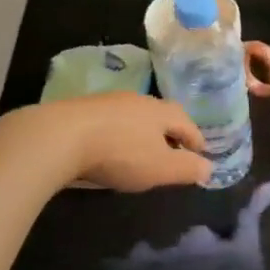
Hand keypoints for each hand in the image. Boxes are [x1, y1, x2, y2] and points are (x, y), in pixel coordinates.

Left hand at [34, 93, 213, 190]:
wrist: (60, 136)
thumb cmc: (120, 153)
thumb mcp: (160, 168)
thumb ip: (187, 168)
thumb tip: (208, 167)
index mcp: (161, 111)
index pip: (187, 123)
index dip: (196, 140)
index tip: (201, 154)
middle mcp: (138, 100)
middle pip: (161, 115)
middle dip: (169, 133)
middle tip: (173, 152)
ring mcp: (108, 102)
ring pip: (134, 116)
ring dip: (142, 132)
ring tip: (141, 151)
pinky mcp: (83, 109)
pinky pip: (111, 121)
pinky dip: (118, 134)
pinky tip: (110, 147)